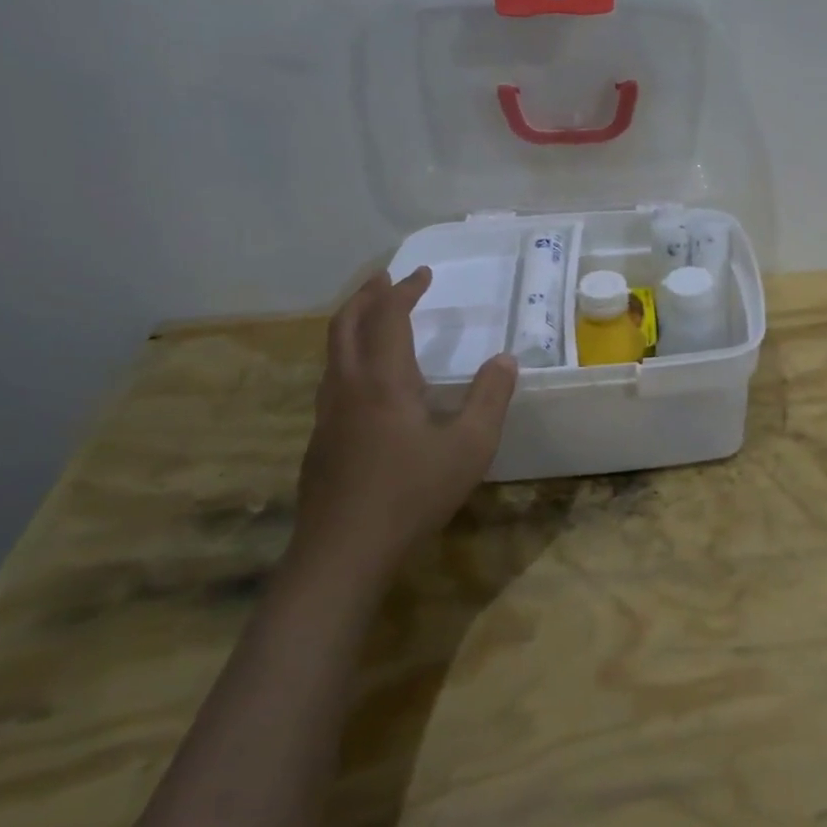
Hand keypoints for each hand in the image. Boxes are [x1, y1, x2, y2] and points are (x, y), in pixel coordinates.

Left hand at [291, 266, 516, 583]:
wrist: (343, 552)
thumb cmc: (412, 492)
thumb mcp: (471, 446)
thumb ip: (490, 397)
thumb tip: (505, 359)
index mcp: (383, 380)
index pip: (387, 317)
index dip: (404, 290)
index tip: (422, 273)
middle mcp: (348, 387)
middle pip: (345, 324)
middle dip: (365, 295)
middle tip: (385, 279)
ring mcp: (328, 415)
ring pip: (332, 352)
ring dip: (351, 323)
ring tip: (373, 317)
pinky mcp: (321, 441)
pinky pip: (332, 379)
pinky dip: (348, 356)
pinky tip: (368, 381)